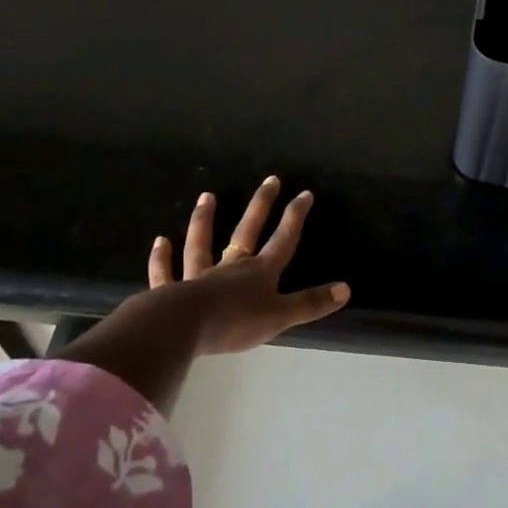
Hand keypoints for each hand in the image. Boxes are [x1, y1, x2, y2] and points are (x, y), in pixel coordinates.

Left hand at [54, 177, 347, 410]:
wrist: (184, 328)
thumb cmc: (236, 322)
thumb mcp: (280, 316)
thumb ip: (311, 303)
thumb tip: (346, 289)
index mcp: (259, 273)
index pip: (283, 241)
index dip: (294, 218)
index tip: (304, 193)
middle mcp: (230, 267)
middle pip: (247, 231)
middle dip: (261, 206)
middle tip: (269, 179)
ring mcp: (198, 276)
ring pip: (202, 244)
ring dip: (204, 220)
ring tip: (206, 196)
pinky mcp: (171, 291)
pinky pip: (167, 272)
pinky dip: (162, 258)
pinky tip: (160, 242)